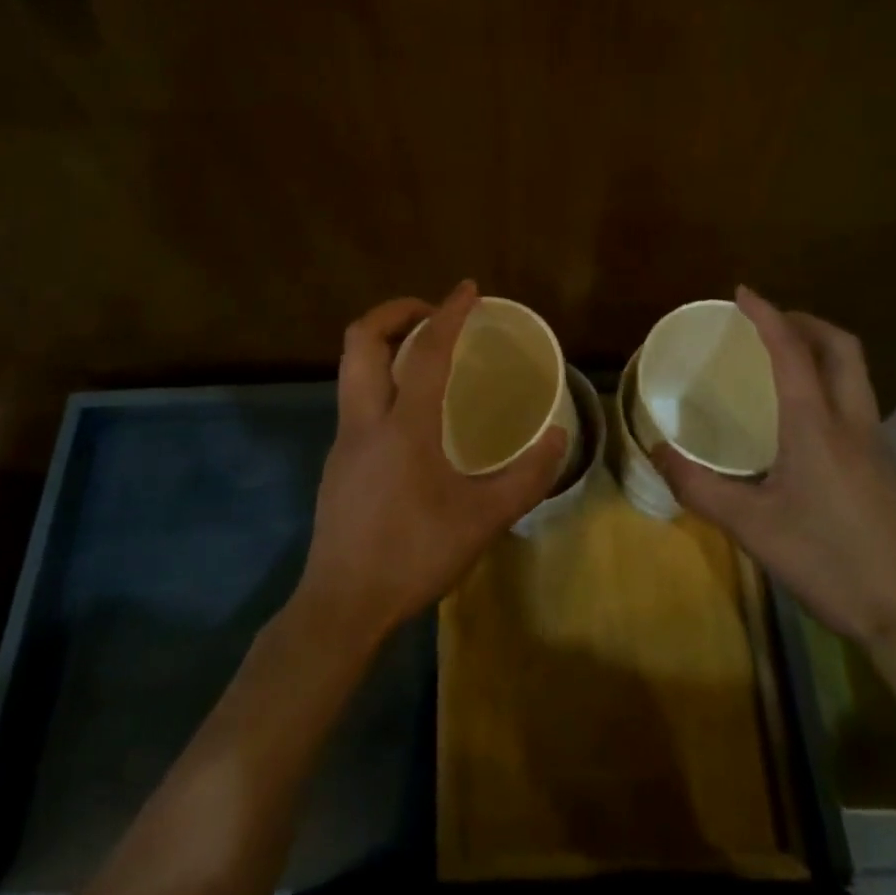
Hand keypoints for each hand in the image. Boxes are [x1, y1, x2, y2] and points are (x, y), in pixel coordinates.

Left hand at [296, 281, 569, 644]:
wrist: (343, 604)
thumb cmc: (414, 556)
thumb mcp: (483, 521)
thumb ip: (527, 477)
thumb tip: (557, 436)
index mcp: (403, 425)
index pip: (426, 350)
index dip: (449, 313)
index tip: (467, 290)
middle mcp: (365, 418)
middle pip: (362, 339)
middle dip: (395, 311)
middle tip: (433, 314)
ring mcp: (344, 438)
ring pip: (352, 366)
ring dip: (384, 343)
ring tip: (424, 353)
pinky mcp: (337, 459)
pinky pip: (356, 397)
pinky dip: (381, 378)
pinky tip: (410, 411)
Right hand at [652, 287, 895, 647]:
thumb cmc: (823, 561)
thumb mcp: (748, 526)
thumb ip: (697, 485)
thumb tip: (656, 450)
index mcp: (816, 427)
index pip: (792, 352)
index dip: (767, 315)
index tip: (743, 292)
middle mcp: (853, 423)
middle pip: (842, 348)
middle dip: (806, 322)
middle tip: (769, 323)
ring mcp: (878, 445)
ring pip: (856, 374)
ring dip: (822, 352)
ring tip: (784, 363)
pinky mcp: (887, 468)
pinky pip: (858, 404)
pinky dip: (831, 385)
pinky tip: (806, 422)